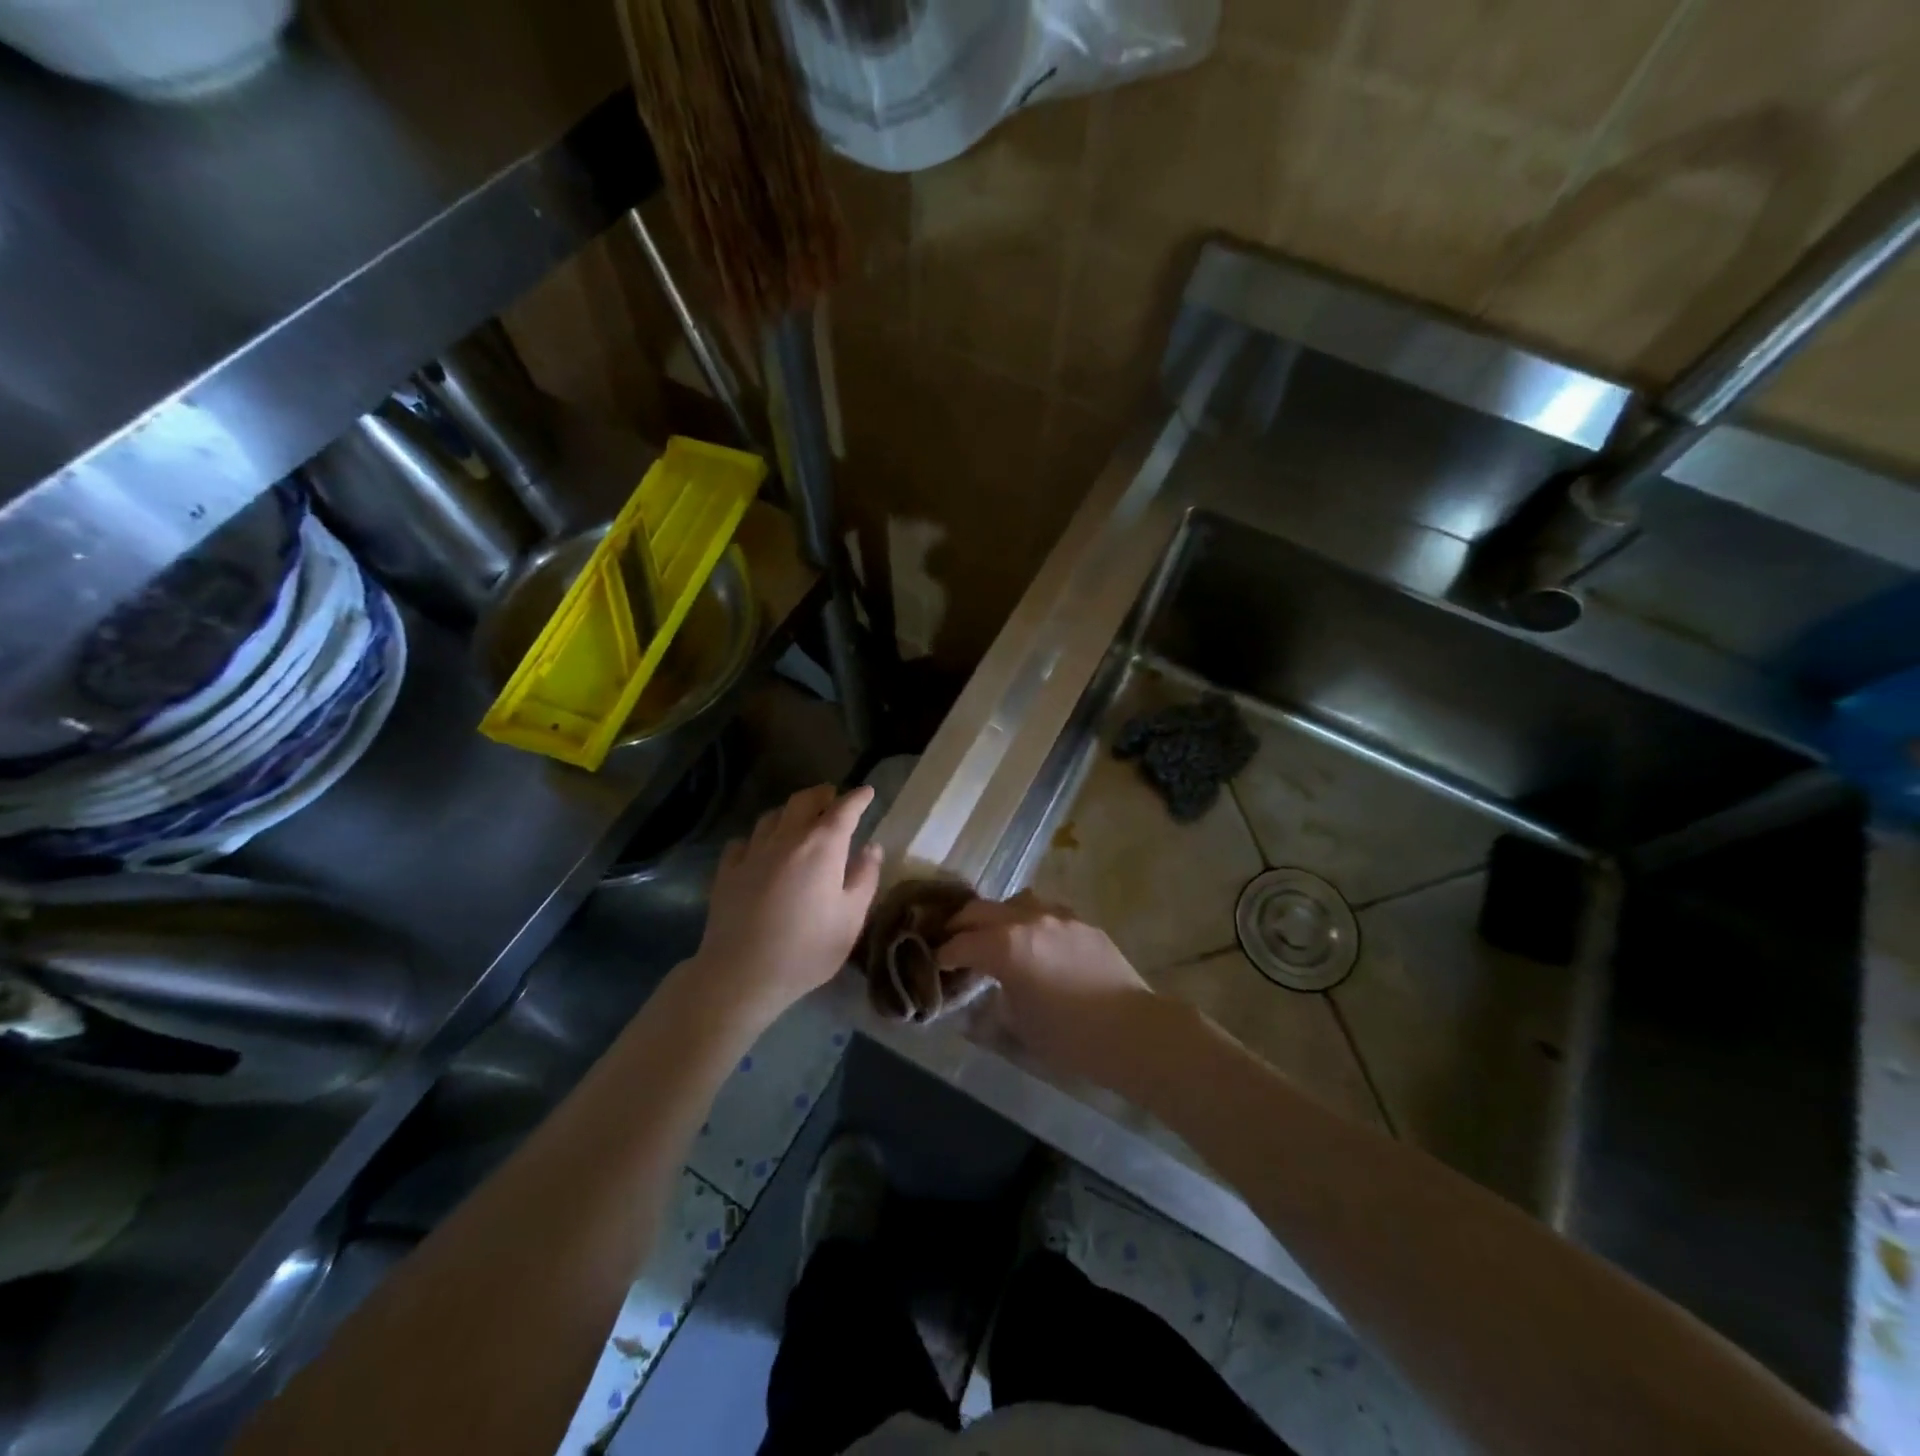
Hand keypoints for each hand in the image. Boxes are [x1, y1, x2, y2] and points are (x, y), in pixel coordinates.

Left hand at [694, 785, 882, 1019]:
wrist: (742, 974)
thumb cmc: (807, 949)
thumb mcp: (851, 918)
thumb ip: (864, 878)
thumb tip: (871, 848)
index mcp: (822, 847)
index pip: (843, 810)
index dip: (857, 798)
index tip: (866, 792)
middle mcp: (786, 839)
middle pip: (803, 801)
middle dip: (822, 794)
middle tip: (833, 797)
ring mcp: (753, 853)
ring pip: (772, 816)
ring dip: (790, 812)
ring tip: (799, 820)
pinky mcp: (727, 871)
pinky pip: (744, 841)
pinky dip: (758, 838)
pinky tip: (760, 850)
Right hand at [936, 891, 1157, 1088]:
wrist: (1132, 1030)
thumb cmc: (1069, 1037)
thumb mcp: (1018, 1025)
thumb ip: (993, 1001)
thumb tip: (983, 995)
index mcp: (1005, 946)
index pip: (961, 944)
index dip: (944, 955)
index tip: (937, 963)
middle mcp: (1027, 920)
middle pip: (980, 911)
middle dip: (961, 926)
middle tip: (952, 942)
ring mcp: (1057, 916)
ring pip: (1013, 902)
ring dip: (996, 917)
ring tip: (993, 936)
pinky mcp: (1081, 922)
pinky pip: (1044, 912)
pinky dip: (1028, 922)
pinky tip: (1034, 942)